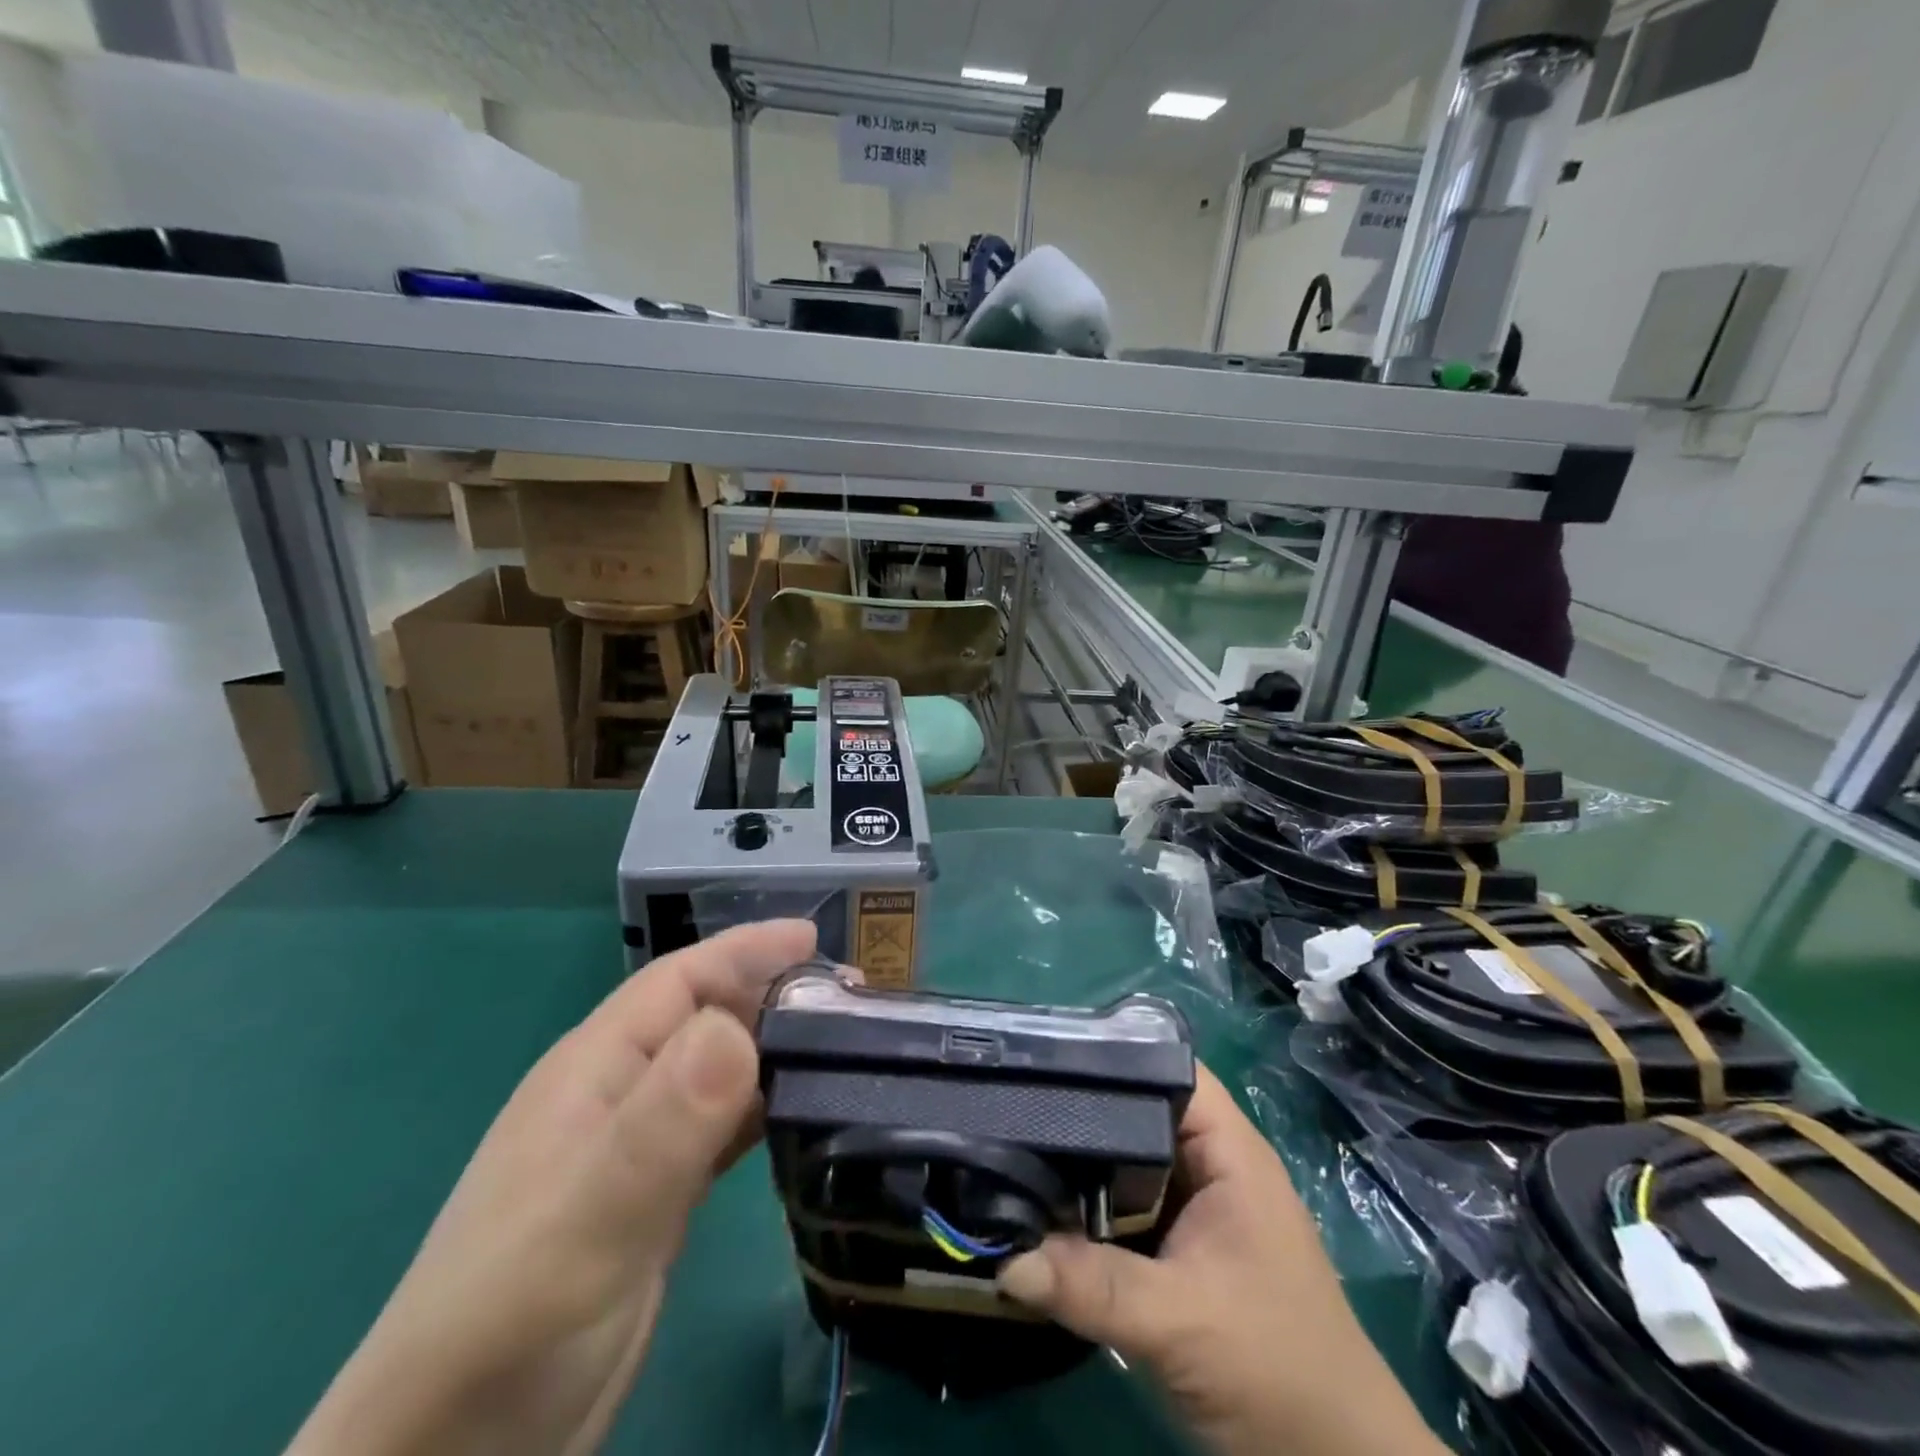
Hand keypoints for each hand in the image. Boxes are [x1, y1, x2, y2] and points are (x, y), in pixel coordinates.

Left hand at [285, 919, 818, 1455]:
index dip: (747, 951)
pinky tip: (803, 1117)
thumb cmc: (513, 1320)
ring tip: (843, 1050)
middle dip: (773, 997)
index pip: (680, 981)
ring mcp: (636, 1149)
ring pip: (718, 1073)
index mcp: (595, 1070)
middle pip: (706, 1018)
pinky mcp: (655, 1199)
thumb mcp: (592, 1217)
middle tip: (851, 1002)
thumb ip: (663, 1123)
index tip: (817, 940)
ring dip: (775, 1052)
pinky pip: (721, 1130)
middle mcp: (618, 1095)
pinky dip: (763, 1110)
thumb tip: (736, 1027)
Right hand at [997, 1065, 1445, 1455]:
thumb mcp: (1183, 1323)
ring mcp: (1193, 1211)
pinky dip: (1085, 1208)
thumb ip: (1095, 1286)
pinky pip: (1121, 1210)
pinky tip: (1035, 1206)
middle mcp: (1209, 1167)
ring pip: (1125, 1164)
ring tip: (1005, 1142)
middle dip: (1079, 1108)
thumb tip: (1004, 1260)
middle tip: (1008, 1101)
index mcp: (1228, 1151)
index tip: (1046, 1054)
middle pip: (1137, 1112)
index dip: (1114, 1051)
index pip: (1169, 1067)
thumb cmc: (1278, 1374)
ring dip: (1076, 1163)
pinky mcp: (1177, 1253)